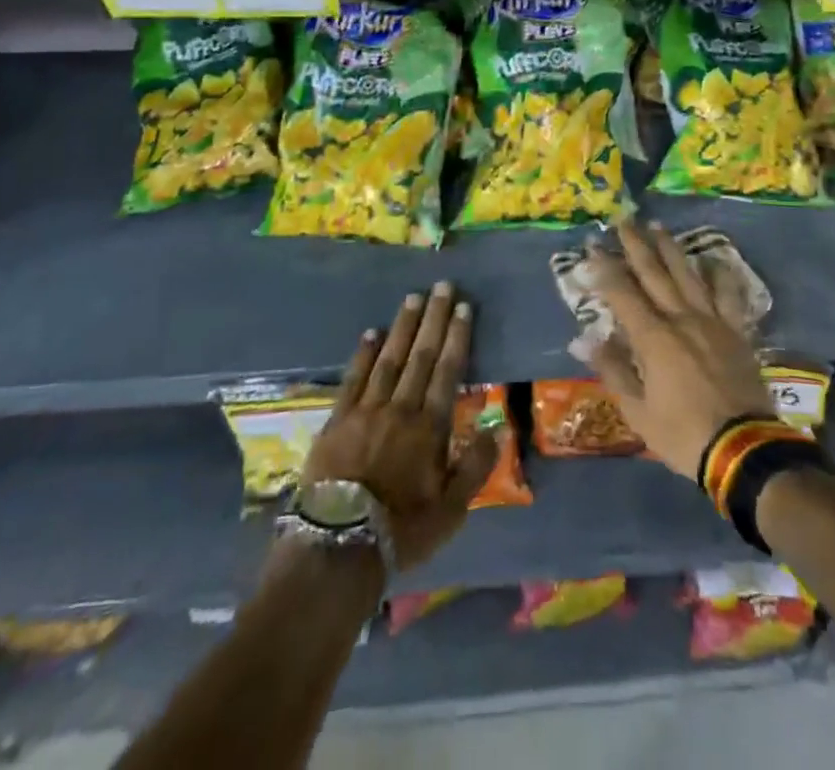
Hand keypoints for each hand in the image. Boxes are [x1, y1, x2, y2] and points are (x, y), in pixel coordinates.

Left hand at [301, 282, 499, 573]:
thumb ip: (476, 467)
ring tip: (413, 297)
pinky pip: (353, 378)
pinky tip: (371, 333)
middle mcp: (400, 408)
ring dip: (403, 326)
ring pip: (389, 358)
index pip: (448, 371)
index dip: (457, 336)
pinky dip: (363, 354)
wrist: (336, 549)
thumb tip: (498, 428)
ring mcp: (366, 410)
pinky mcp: (337, 420)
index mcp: (430, 427)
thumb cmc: (401, 531)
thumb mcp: (451, 511)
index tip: (463, 306)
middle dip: (434, 318)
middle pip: (421, 355)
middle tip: (442, 285)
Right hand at [586, 220, 773, 478]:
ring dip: (671, 249)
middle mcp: (681, 319)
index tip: (593, 247)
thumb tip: (586, 339)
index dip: (606, 268)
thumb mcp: (638, 412)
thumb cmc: (683, 435)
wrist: (744, 449)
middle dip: (636, 245)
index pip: (623, 293)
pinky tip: (713, 260)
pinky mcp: (737, 331)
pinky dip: (720, 275)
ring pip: (688, 275)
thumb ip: (613, 370)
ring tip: (658, 227)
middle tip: (624, 220)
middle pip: (655, 273)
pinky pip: (728, 295)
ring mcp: (712, 321)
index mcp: (653, 338)